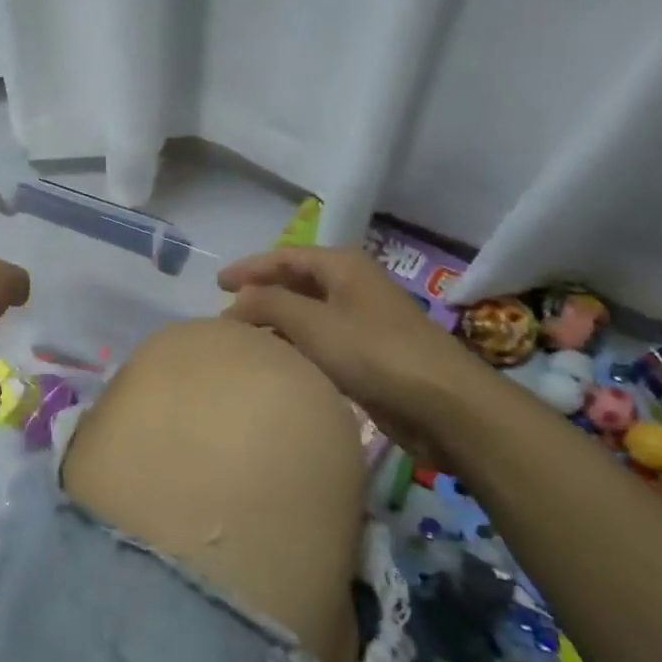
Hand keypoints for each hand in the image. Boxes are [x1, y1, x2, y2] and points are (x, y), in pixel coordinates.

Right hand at [217, 244, 480, 446]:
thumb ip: (268, 305)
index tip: (217, 283)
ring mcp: (364, 320)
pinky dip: (297, 345)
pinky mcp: (370, 354)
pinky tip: (281, 362)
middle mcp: (354, 286)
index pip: (285, 257)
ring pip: (309, 313)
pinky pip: (322, 340)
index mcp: (343, 267)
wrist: (444, 404)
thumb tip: (236, 303)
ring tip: (246, 338)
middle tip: (229, 312)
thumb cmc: (374, 353)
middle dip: (262, 294)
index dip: (249, 268)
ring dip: (278, 322)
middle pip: (297, 282)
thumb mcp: (312, 323)